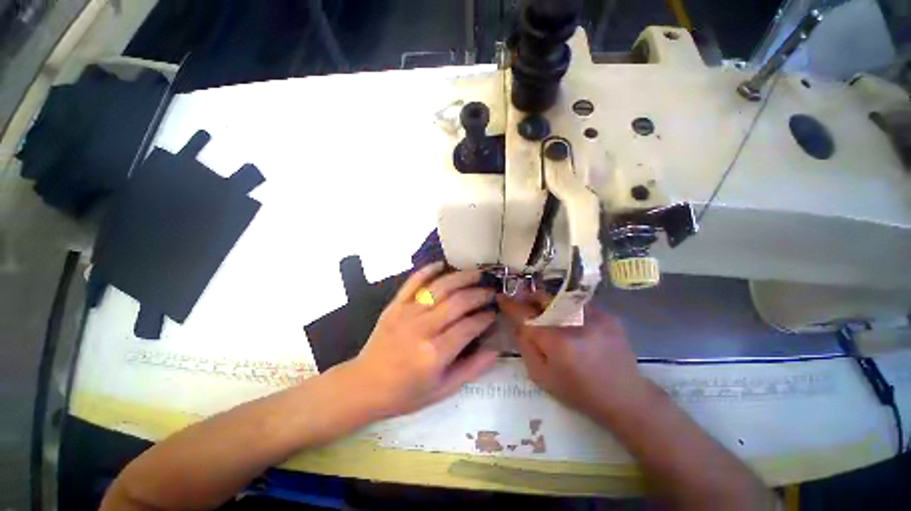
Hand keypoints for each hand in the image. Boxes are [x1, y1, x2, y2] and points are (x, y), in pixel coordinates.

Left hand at [345, 262, 497, 418]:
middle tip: (491, 291)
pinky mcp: (395, 305)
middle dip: (478, 294)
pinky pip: (413, 282)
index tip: (494, 312)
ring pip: (440, 287)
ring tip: (477, 274)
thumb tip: (496, 349)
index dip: (485, 317)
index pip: (469, 327)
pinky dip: (428, 270)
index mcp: (434, 354)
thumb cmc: (406, 392)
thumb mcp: (443, 390)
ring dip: (461, 277)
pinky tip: (443, 264)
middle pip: (457, 302)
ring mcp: (406, 313)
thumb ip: (472, 369)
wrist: (364, 385)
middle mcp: (422, 329)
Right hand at [497, 292, 653, 421]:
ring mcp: (593, 315)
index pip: (524, 314)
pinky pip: (577, 303)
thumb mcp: (541, 376)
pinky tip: (568, 320)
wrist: (625, 397)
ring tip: (545, 312)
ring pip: (559, 297)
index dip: (509, 303)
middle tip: (523, 303)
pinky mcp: (606, 315)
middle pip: (543, 296)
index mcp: (555, 340)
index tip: (500, 297)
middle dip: (528, 296)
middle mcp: (573, 322)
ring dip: (546, 301)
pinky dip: (566, 307)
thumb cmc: (578, 392)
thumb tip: (517, 324)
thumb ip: (525, 346)